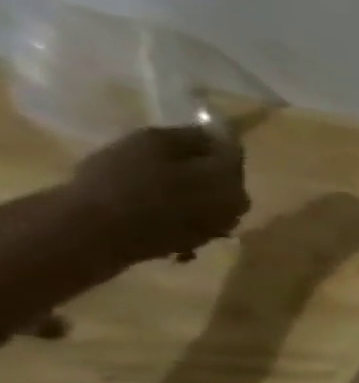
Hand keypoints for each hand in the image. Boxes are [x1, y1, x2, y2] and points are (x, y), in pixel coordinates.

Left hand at [67, 126, 249, 264]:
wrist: (92, 234)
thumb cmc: (165, 207)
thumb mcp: (218, 184)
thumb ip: (231, 165)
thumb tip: (234, 152)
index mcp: (165, 138)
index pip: (213, 140)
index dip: (234, 163)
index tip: (243, 189)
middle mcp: (139, 149)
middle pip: (196, 169)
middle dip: (217, 194)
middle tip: (227, 217)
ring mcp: (120, 175)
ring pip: (179, 192)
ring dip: (198, 214)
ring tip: (205, 235)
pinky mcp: (110, 202)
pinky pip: (156, 211)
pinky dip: (173, 227)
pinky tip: (179, 244)